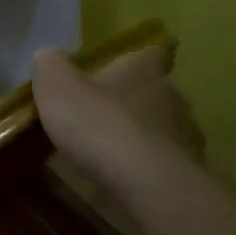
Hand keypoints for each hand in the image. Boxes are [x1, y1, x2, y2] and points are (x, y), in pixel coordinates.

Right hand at [32, 41, 204, 195]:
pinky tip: (122, 180)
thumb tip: (48, 55)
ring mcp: (184, 135)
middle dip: (132, 101)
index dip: (139, 57)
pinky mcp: (187, 171)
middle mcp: (172, 96)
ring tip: (108, 152)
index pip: (153, 52)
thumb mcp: (57, 86)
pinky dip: (145, 167)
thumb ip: (51, 66)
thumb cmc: (98, 123)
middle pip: (156, 91)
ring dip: (140, 135)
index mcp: (144, 70)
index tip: (125, 66)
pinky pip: (163, 162)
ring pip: (162, 128)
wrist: (144, 182)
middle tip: (101, 114)